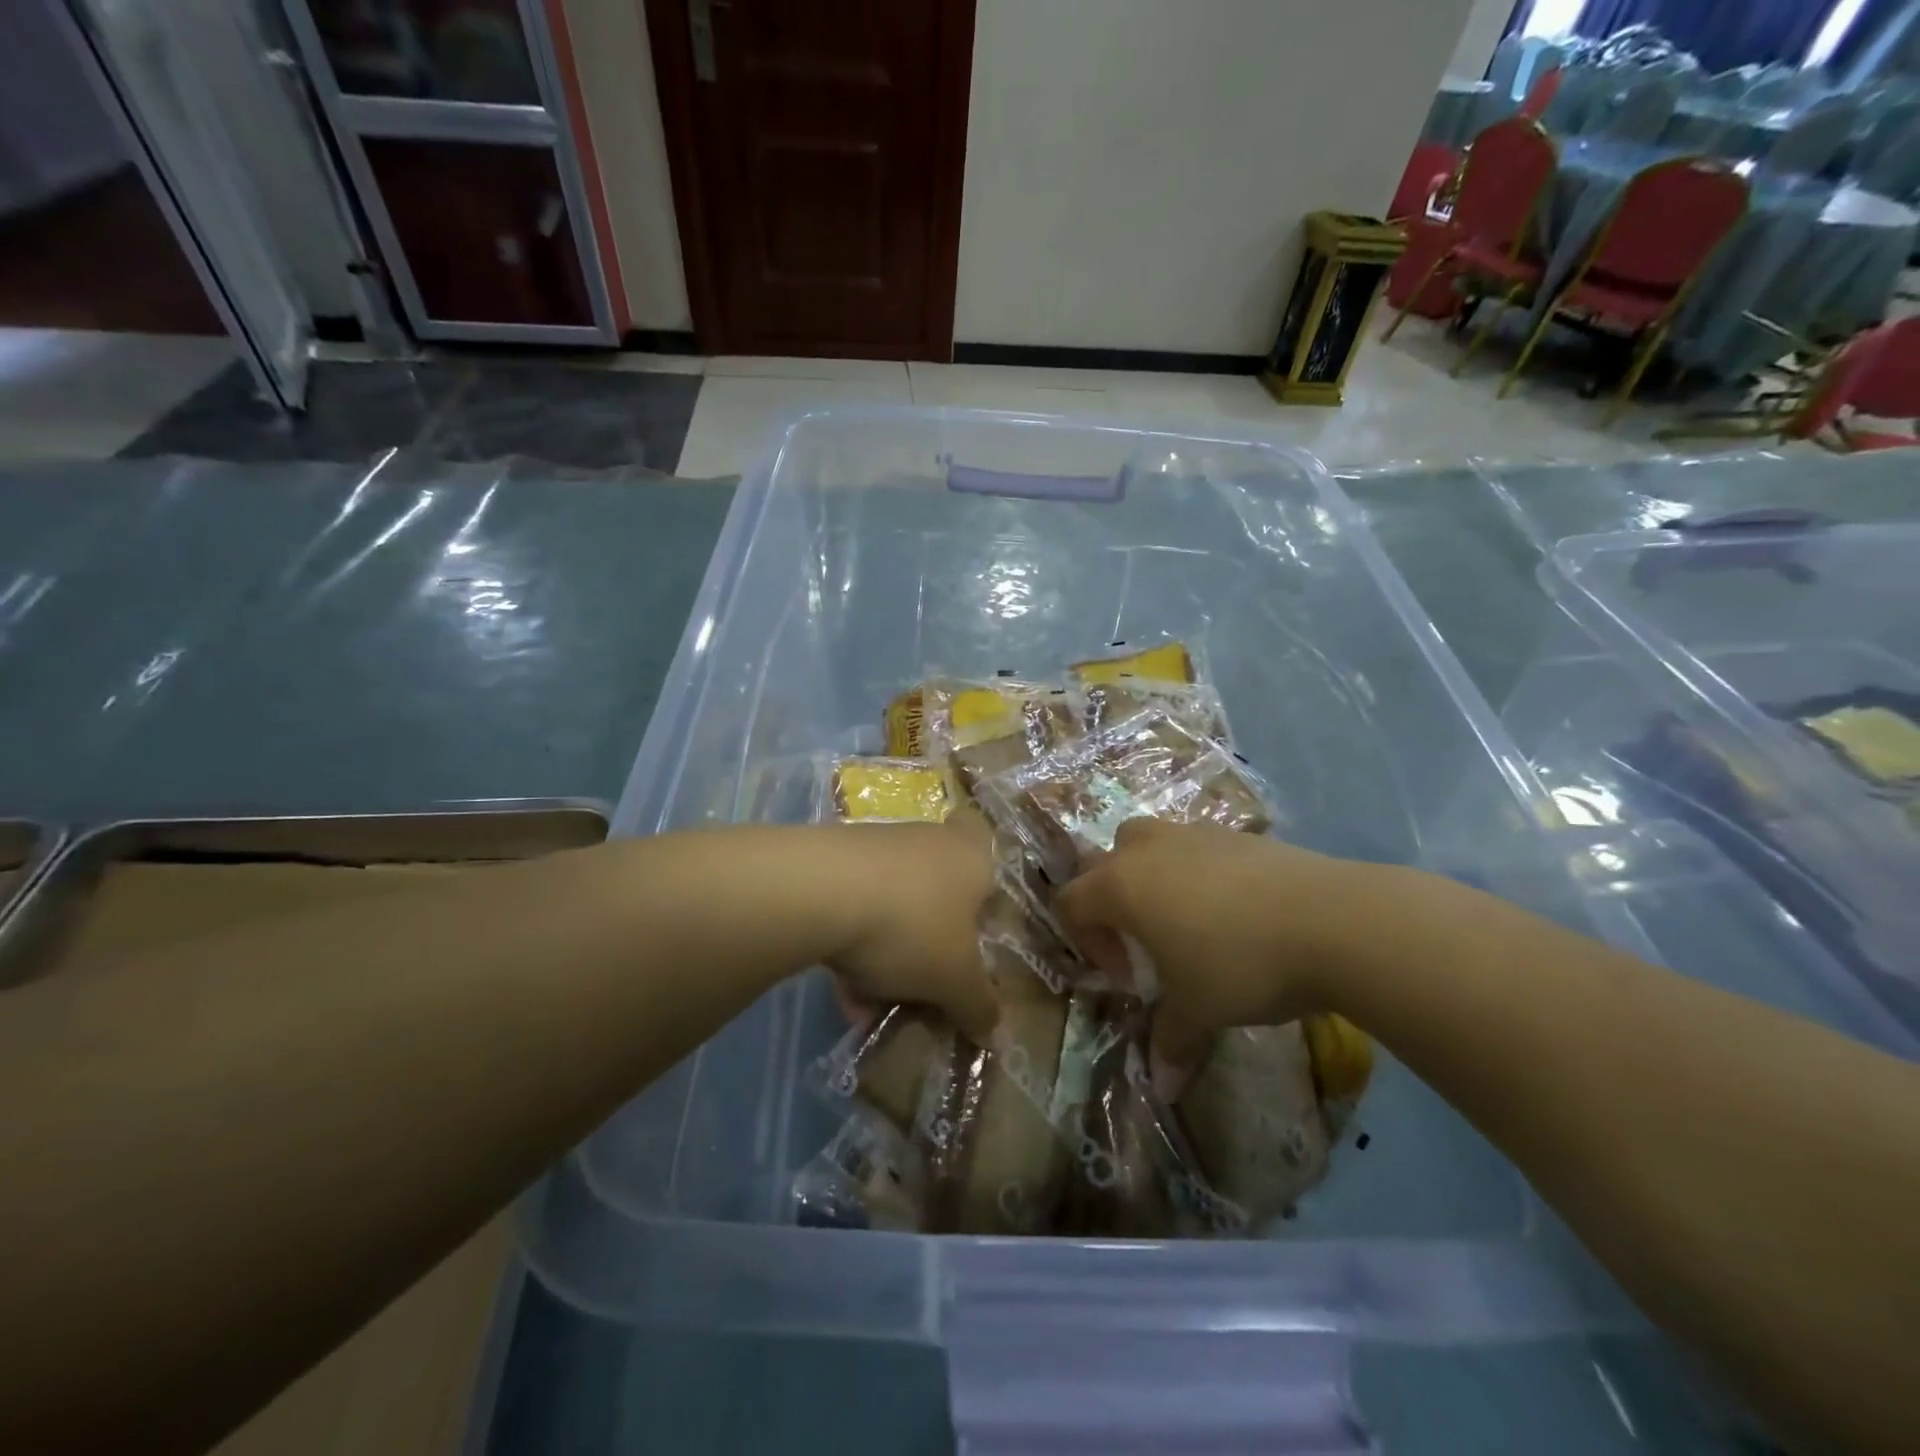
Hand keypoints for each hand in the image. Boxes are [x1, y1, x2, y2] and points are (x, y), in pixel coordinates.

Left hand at [819, 809, 1000, 1045]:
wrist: (819, 891)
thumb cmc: (912, 926)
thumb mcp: (955, 980)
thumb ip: (979, 1006)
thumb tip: (996, 1031)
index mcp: (971, 856)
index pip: (986, 849)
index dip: (983, 886)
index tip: (976, 925)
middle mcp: (929, 840)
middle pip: (939, 889)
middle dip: (932, 938)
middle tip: (929, 982)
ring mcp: (877, 845)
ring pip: (894, 903)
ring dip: (888, 950)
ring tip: (875, 1002)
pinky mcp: (833, 859)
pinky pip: (855, 907)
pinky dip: (852, 945)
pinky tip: (842, 990)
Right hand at [1056, 818, 1375, 1089]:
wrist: (1330, 919)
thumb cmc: (1239, 963)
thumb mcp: (1198, 1010)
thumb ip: (1171, 1043)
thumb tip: (1163, 1089)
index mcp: (1120, 885)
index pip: (1071, 902)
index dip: (1088, 943)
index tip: (1130, 976)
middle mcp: (1146, 849)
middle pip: (1101, 864)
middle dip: (1110, 903)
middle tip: (1145, 943)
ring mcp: (1191, 833)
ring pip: (1146, 845)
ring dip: (1150, 879)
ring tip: (1186, 921)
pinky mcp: (1234, 833)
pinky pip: (1192, 846)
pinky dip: (1194, 872)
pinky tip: (1233, 910)